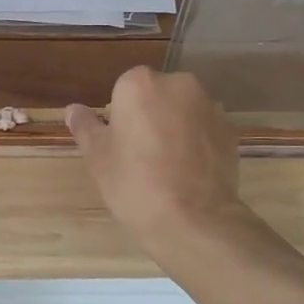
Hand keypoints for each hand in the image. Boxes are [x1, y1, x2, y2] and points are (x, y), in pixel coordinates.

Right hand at [66, 67, 244, 247]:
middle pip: (157, 94)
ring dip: (175, 127)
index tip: (120, 144)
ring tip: (169, 166)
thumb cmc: (134, 183)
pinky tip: (190, 172)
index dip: (120, 117)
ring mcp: (209, 106)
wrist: (194, 220)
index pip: (124, 89)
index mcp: (140, 84)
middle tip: (141, 155)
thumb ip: (86, 127)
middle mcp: (178, 84)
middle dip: (150, 116)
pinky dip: (197, 142)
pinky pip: (204, 128)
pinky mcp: (231, 130)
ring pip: (183, 110)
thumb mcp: (98, 157)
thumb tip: (73, 109)